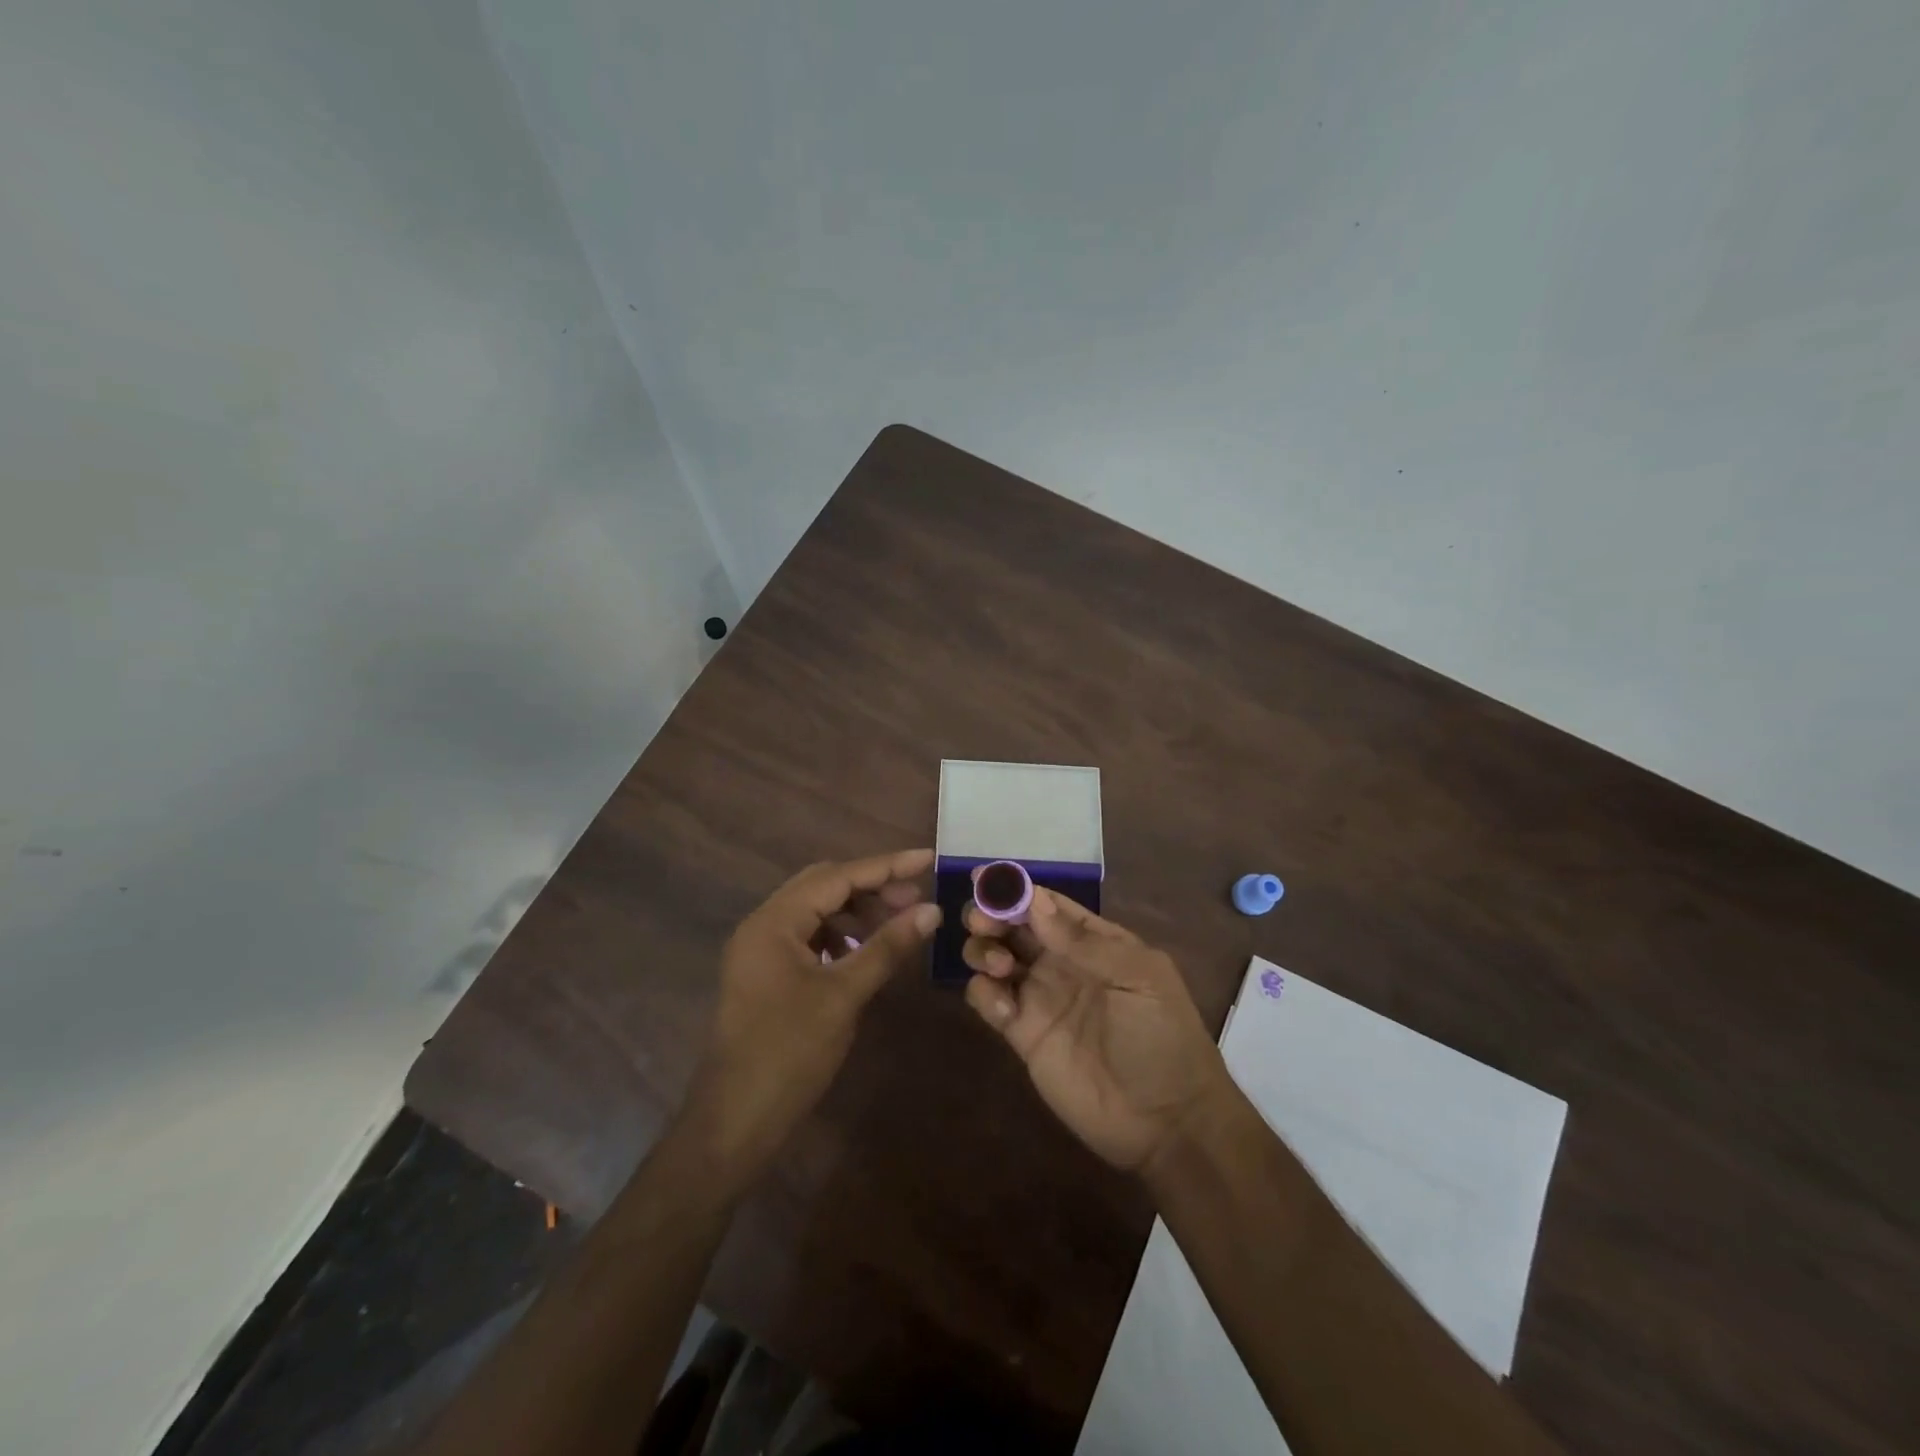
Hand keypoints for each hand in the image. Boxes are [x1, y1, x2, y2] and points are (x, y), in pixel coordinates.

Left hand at [686, 849, 940, 1185]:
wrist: (733, 1123)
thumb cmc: (788, 1053)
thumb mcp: (843, 995)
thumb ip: (886, 947)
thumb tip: (931, 910)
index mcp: (774, 921)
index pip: (837, 876)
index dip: (885, 866)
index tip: (927, 858)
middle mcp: (763, 925)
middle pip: (824, 885)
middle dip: (871, 886)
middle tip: (915, 898)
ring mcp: (762, 951)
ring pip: (816, 911)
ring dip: (857, 911)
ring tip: (897, 924)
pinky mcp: (767, 975)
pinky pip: (809, 937)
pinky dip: (841, 936)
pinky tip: (865, 951)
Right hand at [963, 889, 1231, 1171]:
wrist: (1165, 1122)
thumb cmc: (1161, 1037)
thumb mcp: (1137, 979)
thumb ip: (1085, 942)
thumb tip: (1035, 900)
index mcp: (1093, 941)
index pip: (1047, 904)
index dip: (1015, 888)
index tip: (983, 878)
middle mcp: (1060, 962)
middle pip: (1013, 925)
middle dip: (991, 914)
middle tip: (982, 921)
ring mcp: (1039, 997)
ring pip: (993, 956)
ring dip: (983, 949)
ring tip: (998, 965)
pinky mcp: (1022, 1033)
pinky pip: (988, 999)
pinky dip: (984, 994)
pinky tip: (1005, 1009)